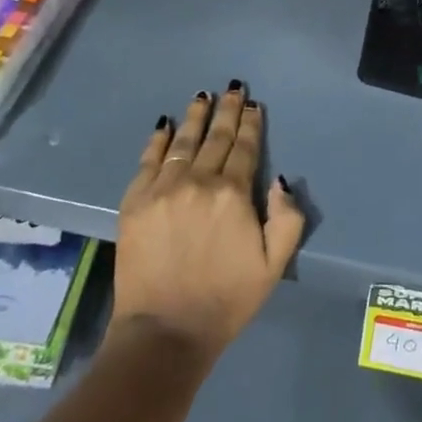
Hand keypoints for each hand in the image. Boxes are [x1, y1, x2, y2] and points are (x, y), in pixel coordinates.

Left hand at [111, 85, 304, 366]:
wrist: (164, 332)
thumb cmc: (226, 300)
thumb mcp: (274, 266)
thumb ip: (287, 219)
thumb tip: (280, 180)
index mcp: (233, 194)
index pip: (244, 148)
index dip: (251, 124)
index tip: (254, 105)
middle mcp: (198, 181)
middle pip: (216, 137)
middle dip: (227, 111)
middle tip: (233, 89)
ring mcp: (162, 189)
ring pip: (182, 141)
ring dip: (195, 116)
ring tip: (202, 96)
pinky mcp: (134, 202)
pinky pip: (148, 160)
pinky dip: (157, 140)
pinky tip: (164, 125)